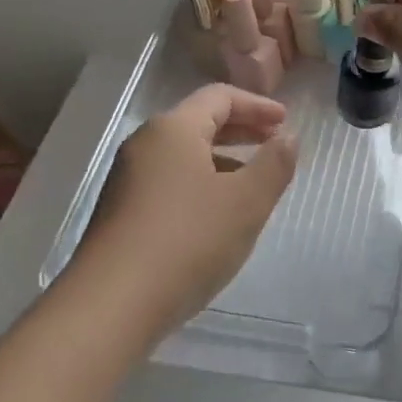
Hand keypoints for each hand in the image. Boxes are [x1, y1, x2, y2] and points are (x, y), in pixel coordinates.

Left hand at [70, 85, 297, 342]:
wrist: (112, 304)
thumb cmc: (188, 240)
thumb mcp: (247, 202)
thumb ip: (274, 164)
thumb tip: (289, 137)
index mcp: (173, 130)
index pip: (219, 97)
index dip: (257, 106)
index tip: (285, 122)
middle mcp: (145, 145)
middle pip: (198, 122)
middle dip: (241, 130)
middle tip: (274, 143)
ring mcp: (127, 179)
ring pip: (183, 155)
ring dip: (222, 159)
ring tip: (252, 182)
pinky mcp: (120, 213)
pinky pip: (169, 182)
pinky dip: (200, 183)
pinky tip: (216, 216)